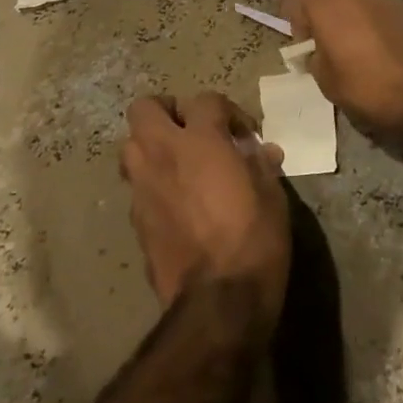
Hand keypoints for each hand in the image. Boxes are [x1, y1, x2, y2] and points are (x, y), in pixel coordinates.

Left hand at [119, 93, 290, 327]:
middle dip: (166, 112)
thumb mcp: (271, 195)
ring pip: (131, 146)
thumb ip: (260, 165)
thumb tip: (261, 151)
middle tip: (192, 131)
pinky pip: (138, 186)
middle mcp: (163, 154)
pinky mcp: (136, 220)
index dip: (227, 112)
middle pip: (145, 108)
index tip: (243, 136)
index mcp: (200, 140)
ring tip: (179, 164)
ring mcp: (143, 187)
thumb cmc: (254, 238)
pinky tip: (176, 203)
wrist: (218, 302)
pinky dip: (153, 184)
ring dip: (151, 146)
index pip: (205, 100)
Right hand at [281, 0, 402, 145]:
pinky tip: (371, 36)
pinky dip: (363, 9)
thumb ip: (314, 55)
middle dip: (314, 4)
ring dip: (340, 3)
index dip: (294, 25)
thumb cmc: (368, 85)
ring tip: (346, 35)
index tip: (304, 48)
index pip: (292, 0)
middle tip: (320, 35)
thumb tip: (318, 49)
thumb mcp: (326, 80)